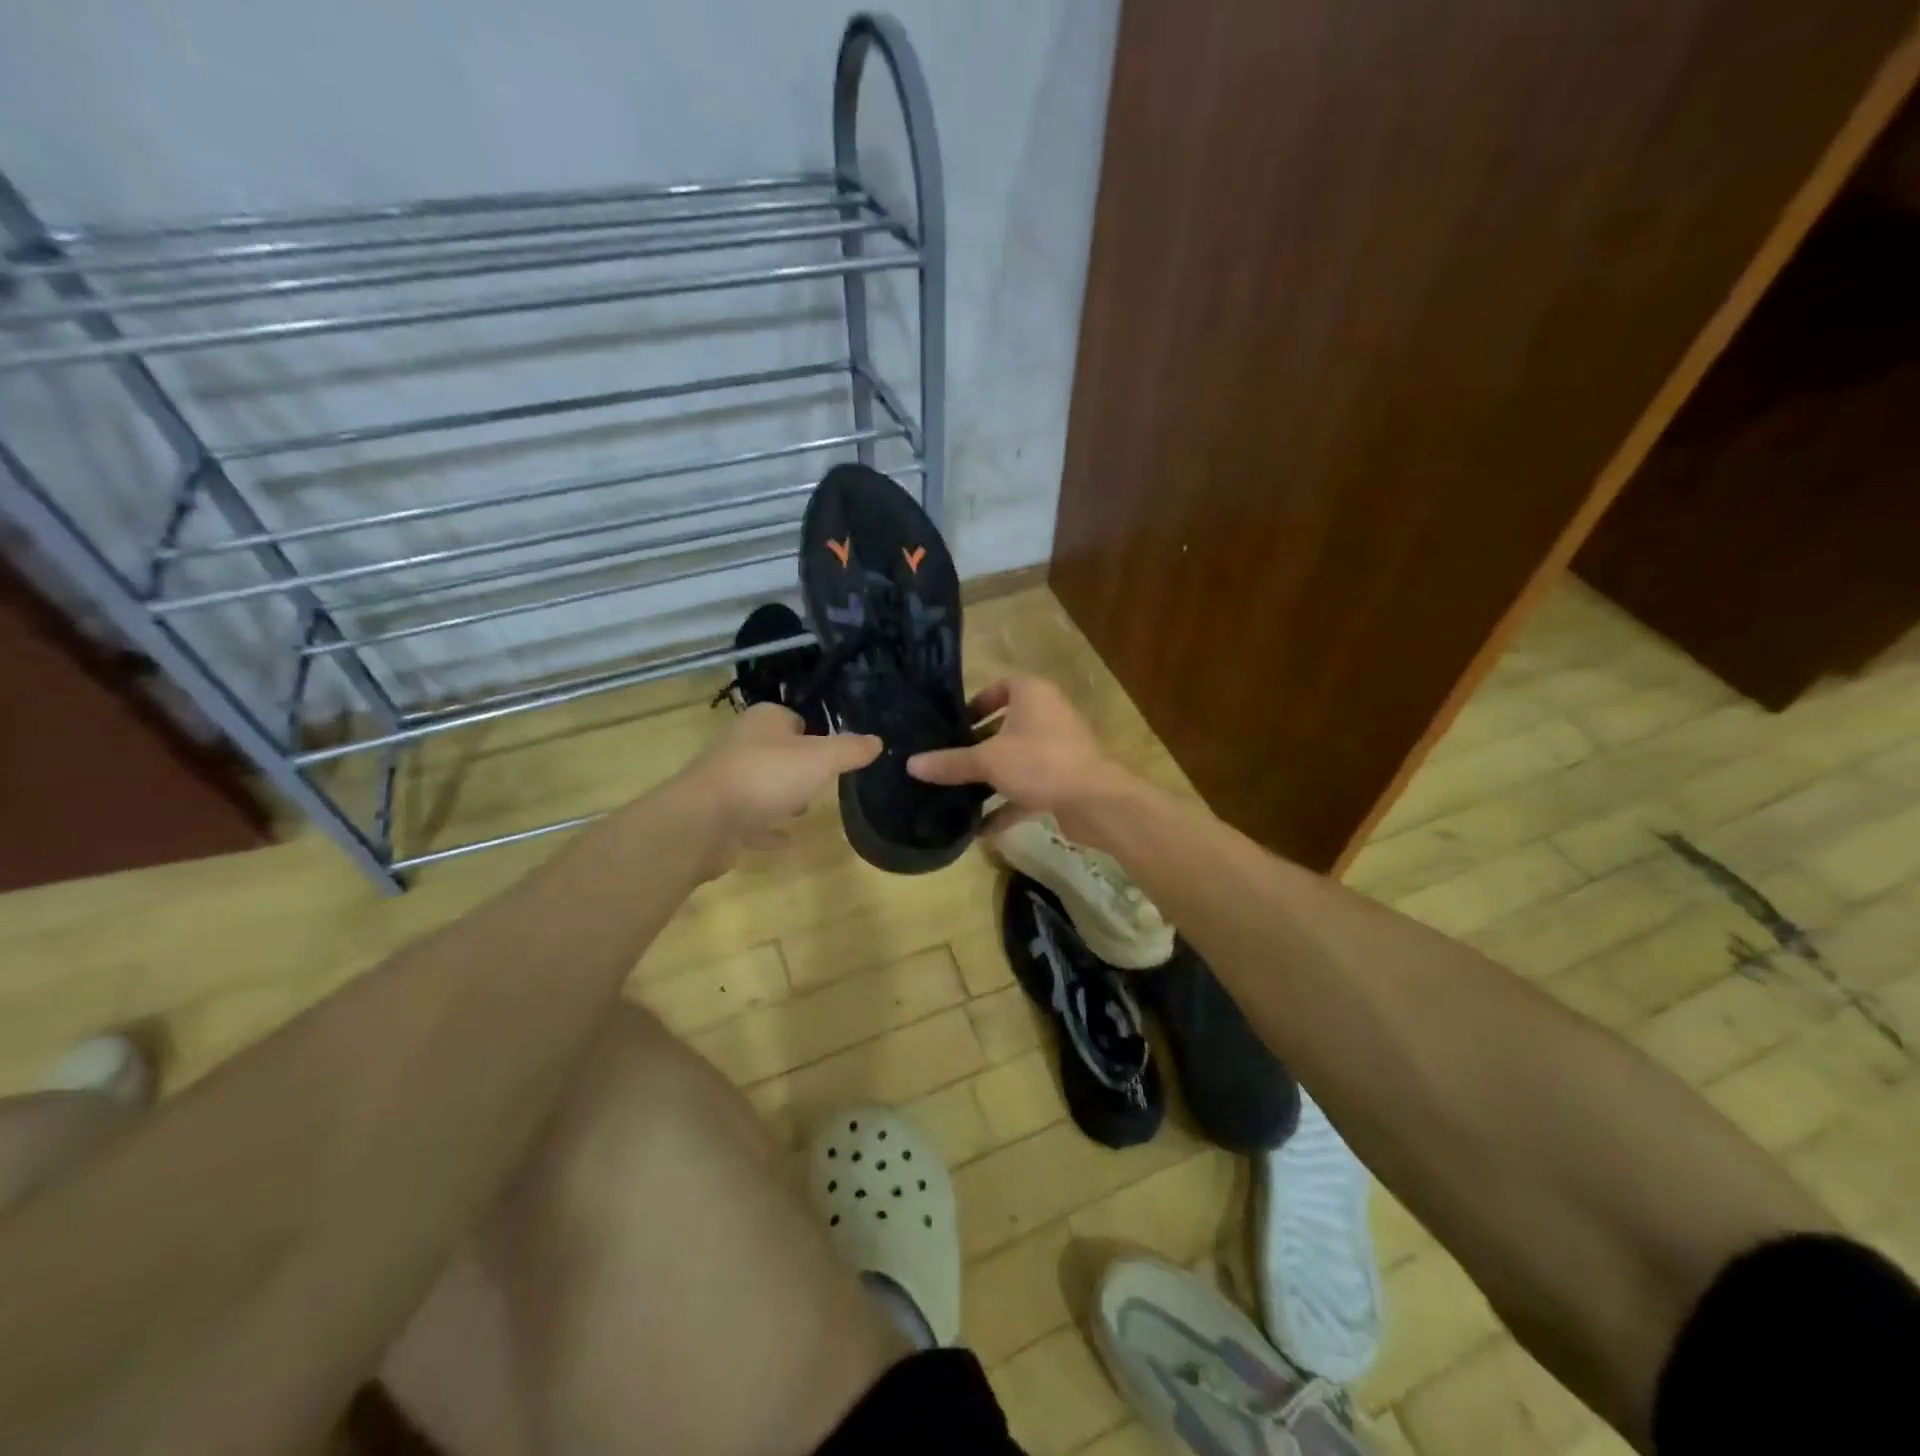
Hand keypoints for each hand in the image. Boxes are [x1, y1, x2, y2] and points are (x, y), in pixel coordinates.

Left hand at [678, 704, 880, 874]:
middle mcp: (741, 744)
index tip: (833, 752)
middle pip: (776, 751)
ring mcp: (727, 780)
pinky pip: (750, 819)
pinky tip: (785, 840)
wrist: (705, 819)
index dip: (814, 733)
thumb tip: (877, 741)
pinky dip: (766, 828)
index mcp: (764, 721)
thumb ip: (850, 750)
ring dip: (781, 795)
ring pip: (761, 784)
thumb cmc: (767, 776)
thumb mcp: (821, 759)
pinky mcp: (719, 814)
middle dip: (797, 765)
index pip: (792, 718)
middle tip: (823, 781)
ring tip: (805, 809)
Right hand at [906, 675, 1130, 838]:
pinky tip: (982, 828)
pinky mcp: (1065, 778)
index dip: (975, 704)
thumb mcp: (987, 761)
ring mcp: (1060, 748)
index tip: (952, 726)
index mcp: (1032, 694)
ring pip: (1018, 758)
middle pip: (1007, 726)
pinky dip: (1009, 804)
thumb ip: (950, 763)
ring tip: (959, 794)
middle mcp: (1048, 714)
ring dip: (992, 777)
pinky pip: (1030, 787)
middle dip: (978, 746)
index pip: (1000, 687)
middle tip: (949, 761)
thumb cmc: (1040, 762)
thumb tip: (910, 764)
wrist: (1096, 801)